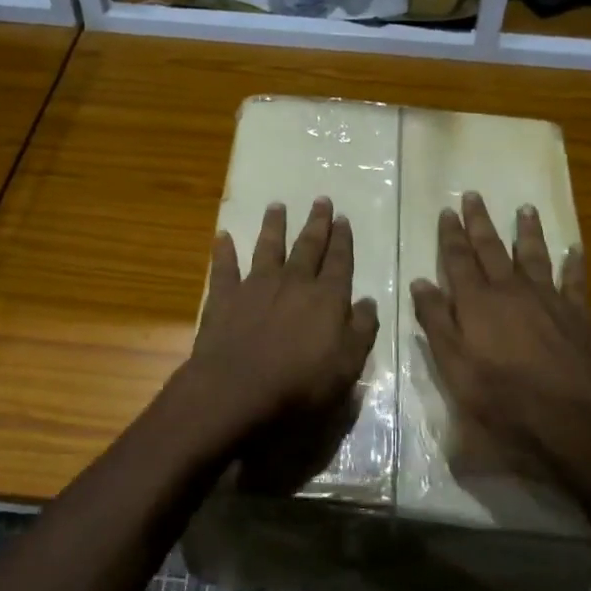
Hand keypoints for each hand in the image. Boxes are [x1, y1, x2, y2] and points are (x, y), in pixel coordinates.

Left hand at [186, 199, 379, 445]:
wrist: (238, 390)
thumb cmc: (300, 385)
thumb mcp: (347, 366)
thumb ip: (361, 331)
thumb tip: (368, 302)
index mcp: (327, 298)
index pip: (340, 262)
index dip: (342, 240)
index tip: (343, 219)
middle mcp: (294, 283)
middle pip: (308, 247)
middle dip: (316, 224)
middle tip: (321, 200)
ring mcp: (256, 286)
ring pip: (268, 248)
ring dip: (274, 226)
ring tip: (277, 206)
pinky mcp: (224, 298)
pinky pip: (224, 268)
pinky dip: (223, 251)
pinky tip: (222, 236)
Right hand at [410, 193, 590, 483]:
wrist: (570, 417)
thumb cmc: (502, 398)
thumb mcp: (454, 367)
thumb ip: (436, 323)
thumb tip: (421, 283)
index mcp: (477, 303)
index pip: (459, 260)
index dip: (451, 236)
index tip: (447, 211)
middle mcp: (511, 291)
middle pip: (492, 249)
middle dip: (480, 222)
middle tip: (473, 195)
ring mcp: (548, 299)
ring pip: (534, 255)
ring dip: (527, 231)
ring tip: (524, 209)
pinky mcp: (578, 314)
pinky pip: (575, 280)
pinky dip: (574, 263)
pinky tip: (575, 249)